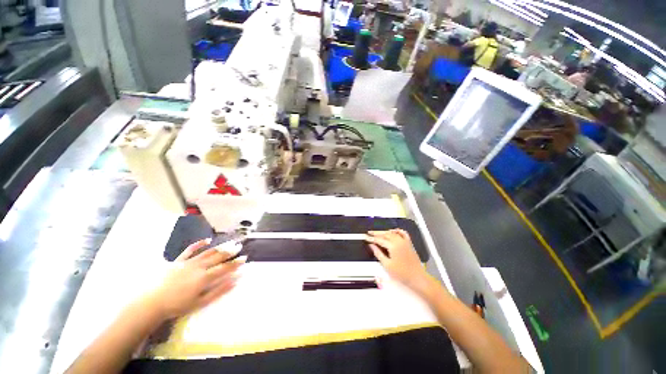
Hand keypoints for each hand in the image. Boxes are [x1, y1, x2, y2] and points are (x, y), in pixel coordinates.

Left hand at [144, 239, 243, 319]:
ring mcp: (188, 262)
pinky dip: (199, 244)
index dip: (236, 263)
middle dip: (230, 251)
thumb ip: (219, 290)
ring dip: (220, 247)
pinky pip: (190, 250)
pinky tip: (207, 240)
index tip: (245, 258)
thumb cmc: (178, 305)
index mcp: (205, 277)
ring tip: (229, 242)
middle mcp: (199, 267)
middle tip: (239, 246)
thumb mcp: (201, 302)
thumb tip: (235, 280)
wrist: (153, 302)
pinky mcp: (178, 261)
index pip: (225, 268)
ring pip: (208, 252)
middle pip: (218, 257)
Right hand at [366, 229, 431, 294]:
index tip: (365, 237)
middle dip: (376, 233)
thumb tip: (372, 246)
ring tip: (378, 232)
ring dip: (384, 232)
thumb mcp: (387, 265)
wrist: (417, 278)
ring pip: (393, 233)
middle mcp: (399, 242)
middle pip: (385, 234)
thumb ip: (378, 253)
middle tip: (369, 233)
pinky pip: (403, 233)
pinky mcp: (409, 244)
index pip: (379, 240)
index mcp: (393, 246)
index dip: (371, 238)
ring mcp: (405, 242)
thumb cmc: (402, 274)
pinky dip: (397, 230)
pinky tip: (393, 231)